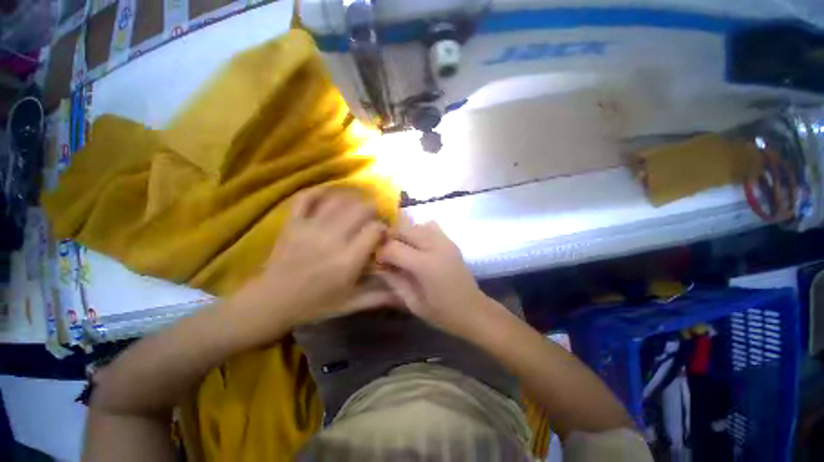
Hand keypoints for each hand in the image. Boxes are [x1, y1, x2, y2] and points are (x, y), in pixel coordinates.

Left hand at [227, 188, 390, 345]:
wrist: (270, 303)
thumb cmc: (314, 305)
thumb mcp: (351, 304)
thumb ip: (379, 297)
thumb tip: (404, 293)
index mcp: (347, 260)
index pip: (375, 230)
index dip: (384, 228)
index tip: (383, 234)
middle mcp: (332, 239)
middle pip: (361, 209)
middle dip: (373, 211)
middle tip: (372, 220)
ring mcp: (310, 227)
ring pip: (339, 200)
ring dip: (354, 200)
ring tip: (357, 208)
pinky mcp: (293, 223)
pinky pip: (307, 197)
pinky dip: (320, 191)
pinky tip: (331, 195)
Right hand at [376, 220, 489, 337]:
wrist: (473, 310)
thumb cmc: (442, 313)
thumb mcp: (412, 302)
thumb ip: (394, 280)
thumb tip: (377, 265)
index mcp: (426, 265)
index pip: (393, 247)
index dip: (381, 253)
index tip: (378, 262)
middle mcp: (436, 246)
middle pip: (403, 229)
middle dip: (390, 240)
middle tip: (387, 255)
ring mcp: (445, 241)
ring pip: (415, 225)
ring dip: (404, 235)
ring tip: (402, 251)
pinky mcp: (450, 241)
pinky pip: (429, 226)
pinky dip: (419, 231)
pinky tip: (418, 246)